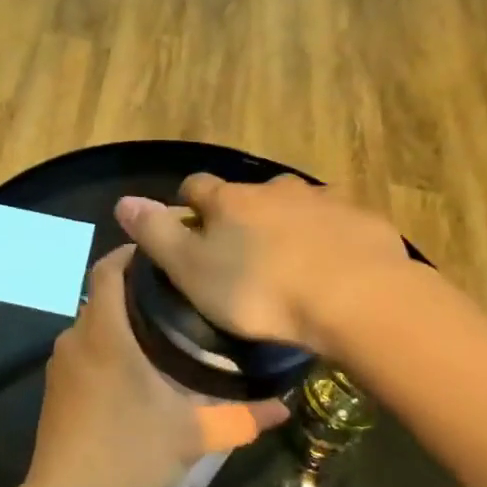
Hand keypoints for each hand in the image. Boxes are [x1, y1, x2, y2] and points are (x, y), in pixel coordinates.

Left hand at [28, 245, 287, 486]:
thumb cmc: (128, 452)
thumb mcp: (191, 435)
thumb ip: (239, 418)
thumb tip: (284, 408)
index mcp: (105, 332)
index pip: (108, 269)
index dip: (131, 253)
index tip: (165, 254)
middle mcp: (76, 337)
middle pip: (102, 294)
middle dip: (135, 289)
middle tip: (179, 296)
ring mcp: (60, 362)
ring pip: (92, 323)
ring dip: (120, 320)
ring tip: (162, 331)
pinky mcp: (54, 386)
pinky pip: (82, 349)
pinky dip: (105, 345)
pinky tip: (133, 370)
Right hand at [114, 174, 411, 355]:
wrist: (357, 299)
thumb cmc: (261, 291)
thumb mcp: (193, 270)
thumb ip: (157, 234)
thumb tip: (123, 201)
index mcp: (231, 200)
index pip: (197, 187)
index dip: (189, 205)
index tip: (190, 229)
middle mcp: (276, 188)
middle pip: (249, 195)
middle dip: (243, 217)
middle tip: (244, 256)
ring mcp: (324, 200)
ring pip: (296, 207)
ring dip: (288, 225)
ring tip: (291, 265)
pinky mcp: (363, 219)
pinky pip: (337, 225)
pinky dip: (329, 239)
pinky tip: (333, 270)